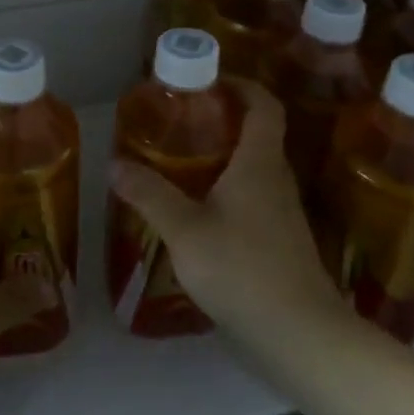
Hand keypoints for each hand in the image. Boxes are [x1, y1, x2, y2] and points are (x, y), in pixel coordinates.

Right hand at [108, 80, 343, 336]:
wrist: (298, 334)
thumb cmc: (242, 269)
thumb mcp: (185, 230)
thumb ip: (150, 195)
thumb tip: (114, 164)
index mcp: (259, 164)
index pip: (264, 106)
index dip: (242, 85)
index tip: (210, 79)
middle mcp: (276, 181)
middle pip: (258, 135)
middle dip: (223, 121)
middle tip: (181, 123)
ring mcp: (282, 214)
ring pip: (254, 170)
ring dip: (223, 159)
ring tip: (180, 164)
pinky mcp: (279, 243)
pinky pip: (253, 201)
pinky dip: (227, 192)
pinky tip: (197, 213)